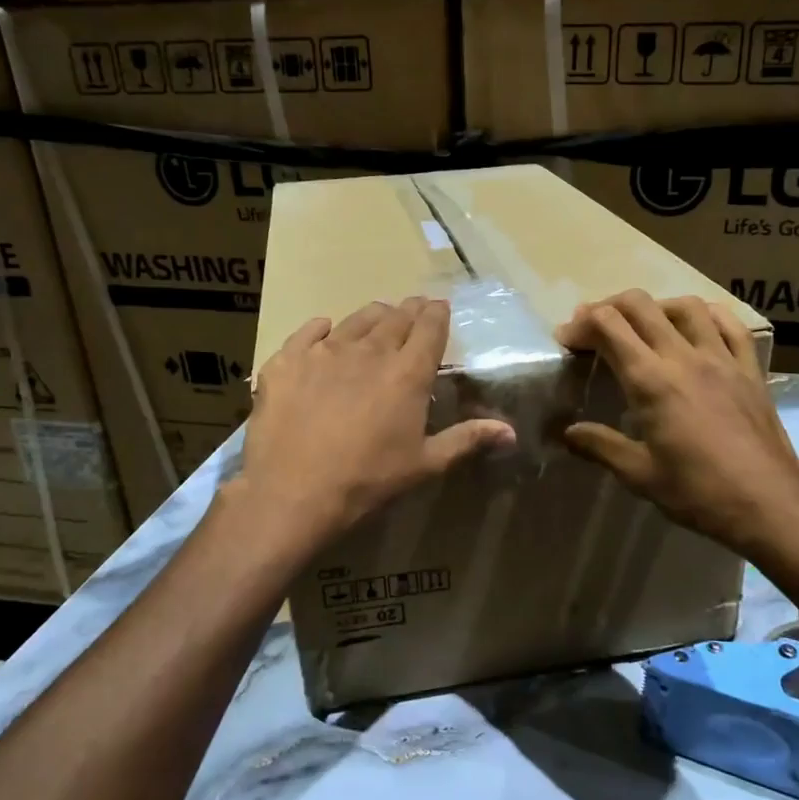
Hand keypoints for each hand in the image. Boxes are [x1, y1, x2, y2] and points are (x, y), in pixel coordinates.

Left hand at [237, 298, 515, 544]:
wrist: (294, 491)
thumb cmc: (368, 480)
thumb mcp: (424, 464)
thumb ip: (466, 439)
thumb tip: (510, 431)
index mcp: (407, 373)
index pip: (429, 328)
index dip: (437, 314)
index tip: (439, 308)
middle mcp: (369, 351)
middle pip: (395, 317)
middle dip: (409, 310)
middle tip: (414, 309)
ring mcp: (325, 351)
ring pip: (355, 319)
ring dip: (373, 315)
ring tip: (379, 316)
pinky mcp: (288, 360)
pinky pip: (307, 332)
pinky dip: (320, 328)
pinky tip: (324, 329)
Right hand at [555, 291, 798, 573]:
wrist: (770, 504)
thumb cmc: (698, 492)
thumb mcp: (640, 474)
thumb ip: (600, 446)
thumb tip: (567, 432)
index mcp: (651, 381)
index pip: (608, 326)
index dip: (581, 325)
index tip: (567, 341)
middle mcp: (684, 357)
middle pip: (640, 305)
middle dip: (608, 307)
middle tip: (594, 330)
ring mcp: (721, 358)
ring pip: (685, 306)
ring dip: (655, 307)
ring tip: (642, 327)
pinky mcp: (750, 369)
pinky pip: (730, 324)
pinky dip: (706, 315)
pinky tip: (696, 325)